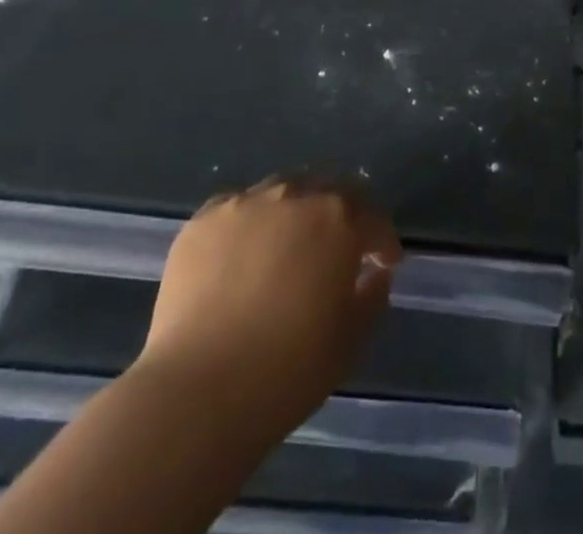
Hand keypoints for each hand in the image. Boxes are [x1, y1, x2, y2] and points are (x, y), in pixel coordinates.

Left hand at [139, 176, 401, 442]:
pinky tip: (239, 257)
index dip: (382, 241)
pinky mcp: (203, 221)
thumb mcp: (349, 342)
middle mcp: (295, 196)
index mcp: (338, 219)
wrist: (198, 391)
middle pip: (327, 191)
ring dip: (292, 214)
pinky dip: (247, 226)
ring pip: (280, 193)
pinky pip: (235, 210)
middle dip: (339, 215)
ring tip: (284, 248)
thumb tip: (374, 274)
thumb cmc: (287, 371)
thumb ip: (372, 298)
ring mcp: (245, 204)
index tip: (384, 263)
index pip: (373, 218)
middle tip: (336, 248)